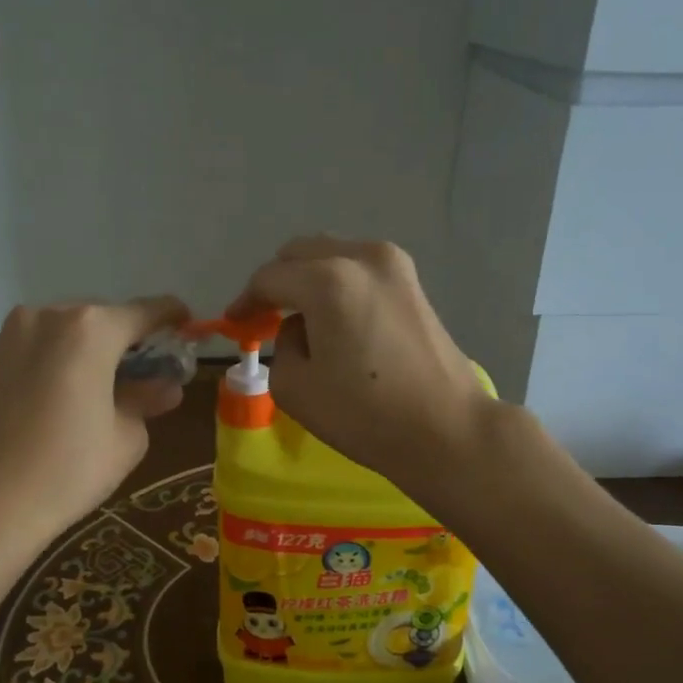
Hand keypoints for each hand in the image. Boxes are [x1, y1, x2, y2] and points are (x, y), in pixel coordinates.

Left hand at [0, 295, 188, 602]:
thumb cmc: (68, 470)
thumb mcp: (126, 437)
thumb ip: (148, 399)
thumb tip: (165, 386)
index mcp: (91, 329)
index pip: (147, 312)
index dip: (173, 319)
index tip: (188, 329)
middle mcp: (48, 316)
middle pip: (104, 318)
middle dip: (129, 340)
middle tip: (147, 372)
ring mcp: (11, 334)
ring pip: (67, 331)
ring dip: (91, 349)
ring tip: (104, 387)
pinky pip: (38, 347)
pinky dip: (59, 360)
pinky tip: (64, 396)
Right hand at [227, 237, 493, 493]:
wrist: (446, 429)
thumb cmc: (365, 415)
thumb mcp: (295, 387)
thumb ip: (282, 344)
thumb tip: (301, 327)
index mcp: (328, 280)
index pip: (270, 278)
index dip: (246, 301)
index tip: (235, 323)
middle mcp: (361, 257)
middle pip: (300, 253)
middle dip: (277, 282)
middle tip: (264, 317)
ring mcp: (394, 263)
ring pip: (331, 254)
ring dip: (308, 278)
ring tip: (300, 317)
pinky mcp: (413, 281)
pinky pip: (358, 267)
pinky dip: (337, 283)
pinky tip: (334, 317)